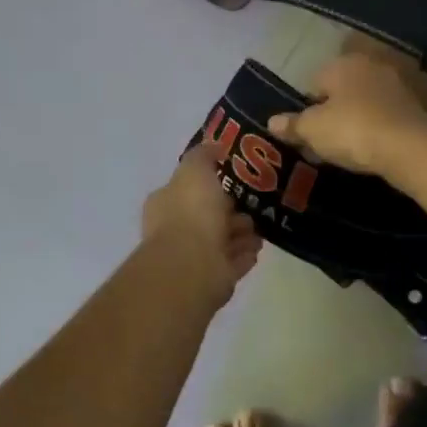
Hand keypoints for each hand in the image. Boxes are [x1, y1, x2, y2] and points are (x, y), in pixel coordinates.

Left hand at [141, 142, 262, 303]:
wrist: (193, 265)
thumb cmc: (192, 212)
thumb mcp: (195, 170)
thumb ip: (203, 156)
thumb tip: (212, 146)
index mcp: (166, 203)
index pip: (189, 189)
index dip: (212, 185)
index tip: (235, 181)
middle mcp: (175, 230)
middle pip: (208, 216)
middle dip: (230, 211)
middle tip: (253, 206)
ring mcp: (192, 257)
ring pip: (221, 240)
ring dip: (240, 234)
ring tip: (260, 228)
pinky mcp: (211, 279)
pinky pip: (232, 262)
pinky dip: (244, 254)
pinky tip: (257, 248)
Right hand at [268, 52, 426, 176]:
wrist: (409, 147)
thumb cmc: (352, 130)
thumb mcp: (313, 130)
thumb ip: (292, 125)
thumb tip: (271, 122)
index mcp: (342, 64)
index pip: (314, 81)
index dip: (306, 108)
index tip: (305, 133)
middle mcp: (370, 66)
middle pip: (341, 90)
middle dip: (332, 112)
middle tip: (324, 141)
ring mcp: (395, 84)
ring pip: (364, 102)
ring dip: (355, 120)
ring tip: (347, 148)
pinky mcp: (415, 105)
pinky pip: (384, 116)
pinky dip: (376, 128)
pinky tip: (372, 148)